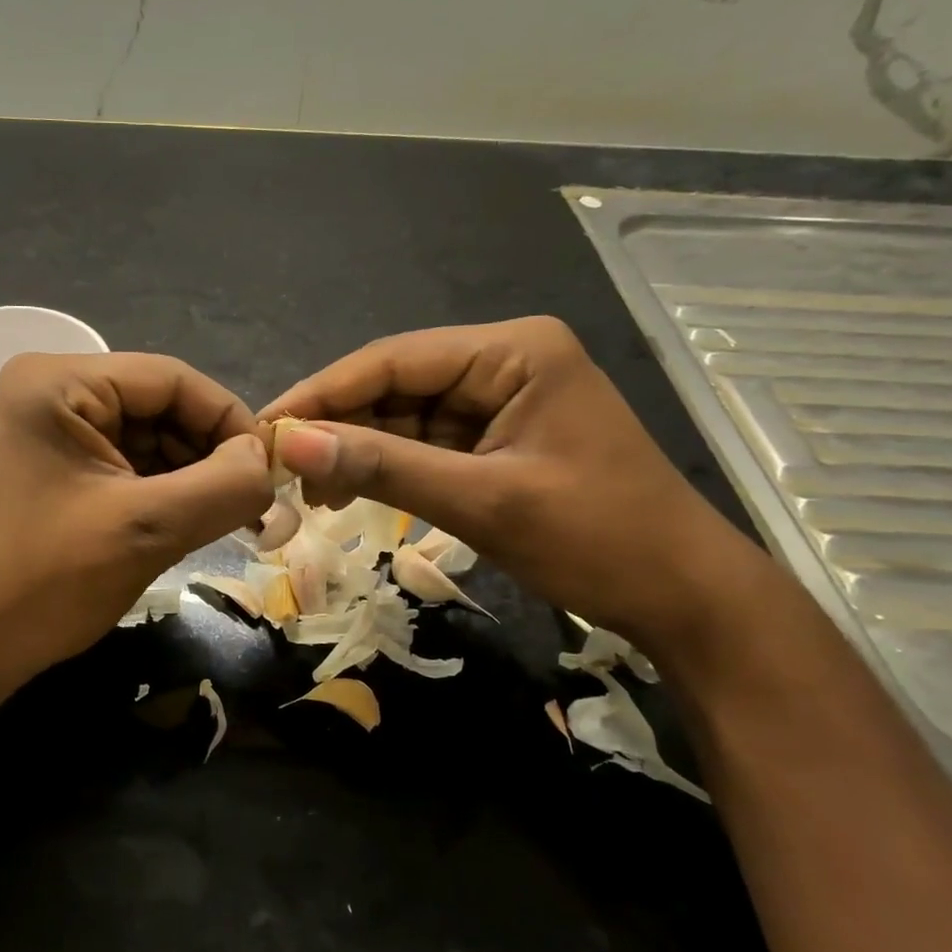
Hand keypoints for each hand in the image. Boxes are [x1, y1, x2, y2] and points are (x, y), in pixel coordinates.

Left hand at [0, 351, 273, 690]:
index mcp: (59, 381)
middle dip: (210, 453)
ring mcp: (52, 428)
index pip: (171, 379)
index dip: (229, 420)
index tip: (270, 471)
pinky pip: (128, 462)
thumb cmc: (46, 581)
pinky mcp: (57, 464)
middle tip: (256, 503)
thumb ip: (222, 486)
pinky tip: (191, 520)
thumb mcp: (145, 529)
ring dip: (192, 475)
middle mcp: (52, 389)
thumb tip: (267, 462)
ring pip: (150, 436)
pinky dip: (165, 489)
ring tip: (230, 518)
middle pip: (160, 405)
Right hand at [260, 318, 762, 654]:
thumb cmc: (598, 540)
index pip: (393, 360)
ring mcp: (501, 399)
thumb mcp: (481, 501)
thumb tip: (288, 443)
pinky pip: (425, 443)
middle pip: (395, 385)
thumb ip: (382, 466)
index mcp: (513, 350)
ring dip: (356, 451)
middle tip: (276, 467)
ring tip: (306, 491)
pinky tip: (347, 493)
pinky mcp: (498, 436)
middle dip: (337, 426)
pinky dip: (386, 468)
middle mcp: (504, 360)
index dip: (322, 393)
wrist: (687, 601)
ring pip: (404, 416)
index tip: (263, 427)